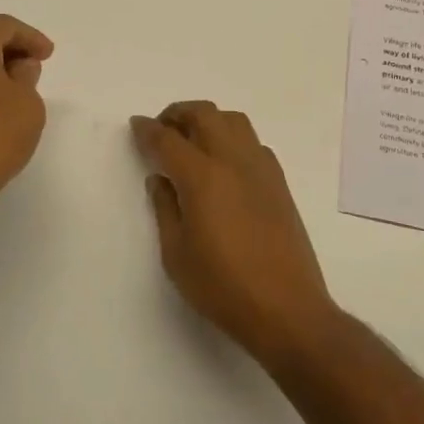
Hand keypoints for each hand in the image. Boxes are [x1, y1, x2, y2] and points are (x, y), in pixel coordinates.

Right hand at [131, 102, 338, 363]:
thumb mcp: (177, 255)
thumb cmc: (223, 287)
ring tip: (192, 141)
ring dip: (207, 120)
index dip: (148, 130)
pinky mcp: (279, 181)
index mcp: (202, 177)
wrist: (287, 309)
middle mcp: (232, 160)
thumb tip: (160, 179)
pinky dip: (231, 138)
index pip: (167, 139)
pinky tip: (223, 164)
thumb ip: (165, 209)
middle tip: (161, 131)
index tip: (136, 125)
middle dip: (177, 114)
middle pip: (203, 114)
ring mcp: (260, 167)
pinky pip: (251, 141)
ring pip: (232, 120)